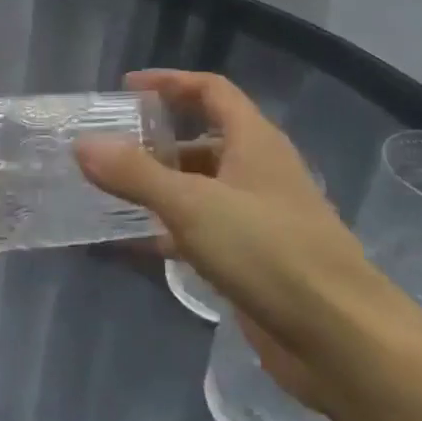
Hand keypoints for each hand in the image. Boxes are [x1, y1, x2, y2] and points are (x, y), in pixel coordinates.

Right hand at [76, 69, 421, 414]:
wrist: (340, 338)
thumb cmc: (268, 252)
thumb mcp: (192, 205)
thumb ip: (135, 174)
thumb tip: (82, 145)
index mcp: (255, 142)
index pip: (212, 90)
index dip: (170, 82)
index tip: (126, 88)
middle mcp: (259, 172)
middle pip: (204, 140)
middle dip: (157, 140)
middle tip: (109, 148)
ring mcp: (260, 217)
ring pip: (203, 187)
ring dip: (162, 186)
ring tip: (112, 193)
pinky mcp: (256, 258)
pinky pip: (205, 230)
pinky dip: (172, 228)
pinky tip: (138, 241)